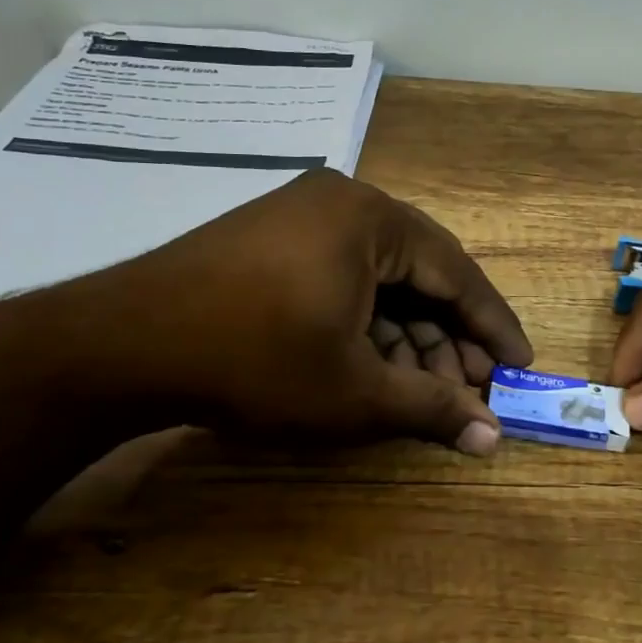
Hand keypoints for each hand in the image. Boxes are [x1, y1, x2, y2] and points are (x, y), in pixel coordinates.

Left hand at [29, 169, 532, 452]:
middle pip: (419, 275)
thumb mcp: (354, 391)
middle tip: (469, 391)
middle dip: (447, 339)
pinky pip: (342, 279)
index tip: (521, 365)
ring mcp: (300, 217)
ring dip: (407, 337)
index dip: (493, 326)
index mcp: (372, 218)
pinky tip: (374, 367)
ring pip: (379, 281)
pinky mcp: (270, 241)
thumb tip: (493, 438)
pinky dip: (365, 325)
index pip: (457, 273)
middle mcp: (342, 204)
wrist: (120, 346)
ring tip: (423, 391)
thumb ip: (432, 408)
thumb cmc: (254, 360)